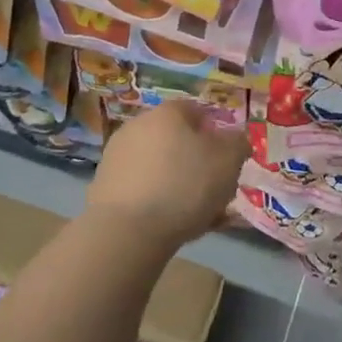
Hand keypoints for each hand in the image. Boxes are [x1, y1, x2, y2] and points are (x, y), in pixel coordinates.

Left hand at [87, 100, 248, 248]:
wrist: (127, 231)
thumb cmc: (185, 185)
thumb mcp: (228, 161)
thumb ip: (237, 144)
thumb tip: (235, 139)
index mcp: (168, 113)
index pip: (196, 110)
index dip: (215, 131)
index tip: (227, 156)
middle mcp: (138, 126)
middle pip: (176, 139)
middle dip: (196, 160)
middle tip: (215, 187)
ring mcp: (117, 156)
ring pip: (159, 166)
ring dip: (178, 182)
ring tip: (198, 214)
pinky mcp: (104, 187)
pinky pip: (142, 188)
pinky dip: (157, 201)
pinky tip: (173, 225)